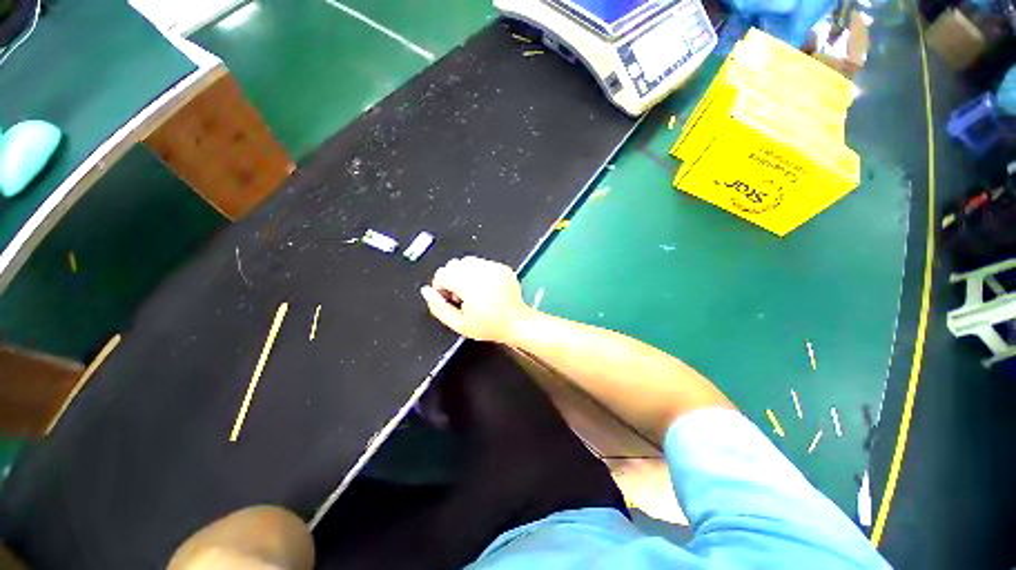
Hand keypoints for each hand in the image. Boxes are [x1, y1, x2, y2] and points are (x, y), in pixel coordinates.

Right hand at [420, 256, 532, 342]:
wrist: (516, 322)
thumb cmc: (489, 326)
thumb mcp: (459, 324)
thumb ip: (438, 308)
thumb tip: (426, 291)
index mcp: (471, 286)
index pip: (443, 273)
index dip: (441, 286)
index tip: (449, 298)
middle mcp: (482, 273)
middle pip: (454, 265)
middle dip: (452, 278)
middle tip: (462, 296)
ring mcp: (494, 268)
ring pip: (468, 261)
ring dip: (464, 274)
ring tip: (473, 291)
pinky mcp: (502, 267)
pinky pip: (482, 262)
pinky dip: (478, 272)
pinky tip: (485, 288)